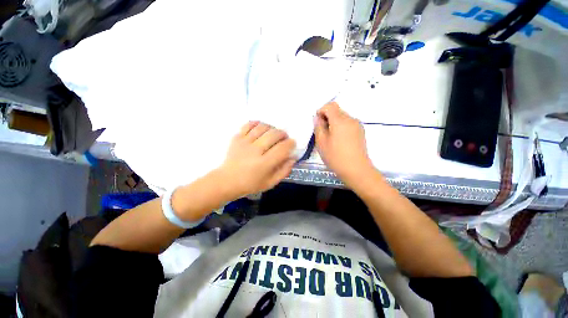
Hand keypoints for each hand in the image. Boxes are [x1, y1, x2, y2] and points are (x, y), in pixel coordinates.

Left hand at [217, 121, 295, 198]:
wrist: (227, 181)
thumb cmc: (251, 184)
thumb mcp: (271, 183)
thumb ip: (284, 171)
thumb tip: (293, 158)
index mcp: (264, 164)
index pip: (282, 148)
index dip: (290, 144)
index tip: (292, 143)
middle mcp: (255, 151)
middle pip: (273, 135)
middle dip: (283, 134)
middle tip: (284, 138)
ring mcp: (244, 142)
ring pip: (262, 127)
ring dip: (272, 128)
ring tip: (273, 133)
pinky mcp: (237, 138)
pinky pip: (248, 125)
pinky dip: (257, 123)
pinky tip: (261, 127)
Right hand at [314, 102, 374, 184]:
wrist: (357, 170)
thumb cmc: (336, 157)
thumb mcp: (321, 142)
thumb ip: (318, 127)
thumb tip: (318, 118)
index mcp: (340, 120)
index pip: (330, 105)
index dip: (321, 111)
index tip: (318, 123)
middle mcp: (351, 119)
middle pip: (337, 110)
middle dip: (327, 117)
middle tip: (322, 132)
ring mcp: (357, 125)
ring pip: (343, 117)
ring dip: (334, 122)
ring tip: (330, 137)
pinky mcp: (361, 132)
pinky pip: (348, 123)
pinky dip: (341, 127)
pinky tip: (339, 140)